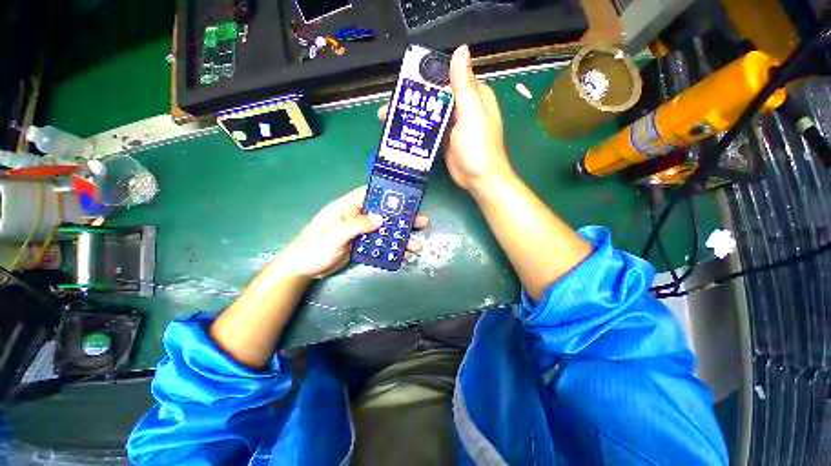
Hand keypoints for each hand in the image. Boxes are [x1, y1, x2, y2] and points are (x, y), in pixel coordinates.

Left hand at [275, 186, 429, 277]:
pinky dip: (391, 249)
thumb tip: (381, 219)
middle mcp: (356, 217)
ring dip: (400, 237)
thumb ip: (357, 225)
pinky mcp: (361, 245)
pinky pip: (380, 244)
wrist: (303, 270)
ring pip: (384, 231)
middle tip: (422, 222)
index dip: (388, 193)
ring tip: (417, 245)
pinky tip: (403, 255)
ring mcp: (360, 232)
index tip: (407, 197)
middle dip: (402, 218)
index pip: (369, 194)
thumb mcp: (334, 235)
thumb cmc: (313, 248)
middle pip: (383, 214)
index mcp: (347, 208)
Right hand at [379, 45, 512, 192]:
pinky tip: (402, 131)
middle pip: (435, 97)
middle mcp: (463, 107)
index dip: (426, 77)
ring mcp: (453, 125)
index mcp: (473, 95)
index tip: (404, 80)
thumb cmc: (478, 146)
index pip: (447, 78)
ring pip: (430, 114)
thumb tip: (461, 50)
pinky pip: (430, 130)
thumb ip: (464, 85)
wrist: (479, 179)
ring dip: (412, 115)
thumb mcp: (472, 113)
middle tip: (390, 104)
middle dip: (413, 99)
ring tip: (388, 118)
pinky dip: (417, 129)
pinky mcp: (445, 140)